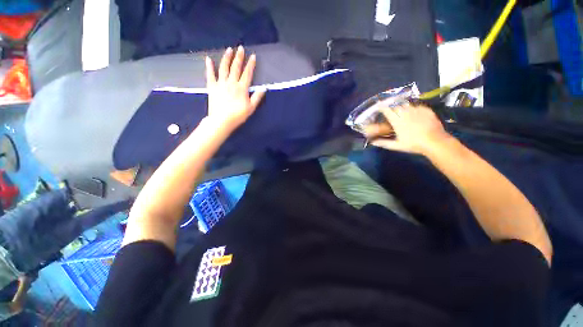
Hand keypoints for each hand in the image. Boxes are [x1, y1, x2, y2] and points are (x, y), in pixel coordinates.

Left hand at [205, 46, 265, 131]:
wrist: (222, 120)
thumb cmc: (238, 115)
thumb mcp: (251, 108)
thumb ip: (257, 97)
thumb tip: (264, 88)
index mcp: (242, 88)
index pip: (247, 73)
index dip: (250, 64)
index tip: (253, 56)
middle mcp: (231, 83)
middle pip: (236, 67)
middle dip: (239, 57)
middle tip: (240, 48)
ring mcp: (221, 83)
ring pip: (224, 68)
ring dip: (226, 58)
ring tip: (229, 50)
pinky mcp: (212, 87)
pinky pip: (210, 75)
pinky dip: (209, 66)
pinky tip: (208, 59)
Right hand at [364, 103, 449, 154]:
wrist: (435, 141)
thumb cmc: (413, 144)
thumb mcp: (396, 145)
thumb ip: (383, 143)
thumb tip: (372, 142)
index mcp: (397, 120)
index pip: (387, 110)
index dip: (381, 107)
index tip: (378, 106)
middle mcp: (406, 112)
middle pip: (396, 105)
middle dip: (391, 106)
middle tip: (389, 110)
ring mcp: (417, 110)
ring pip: (406, 104)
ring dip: (401, 106)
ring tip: (401, 110)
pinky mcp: (426, 110)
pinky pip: (416, 106)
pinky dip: (412, 108)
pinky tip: (413, 113)